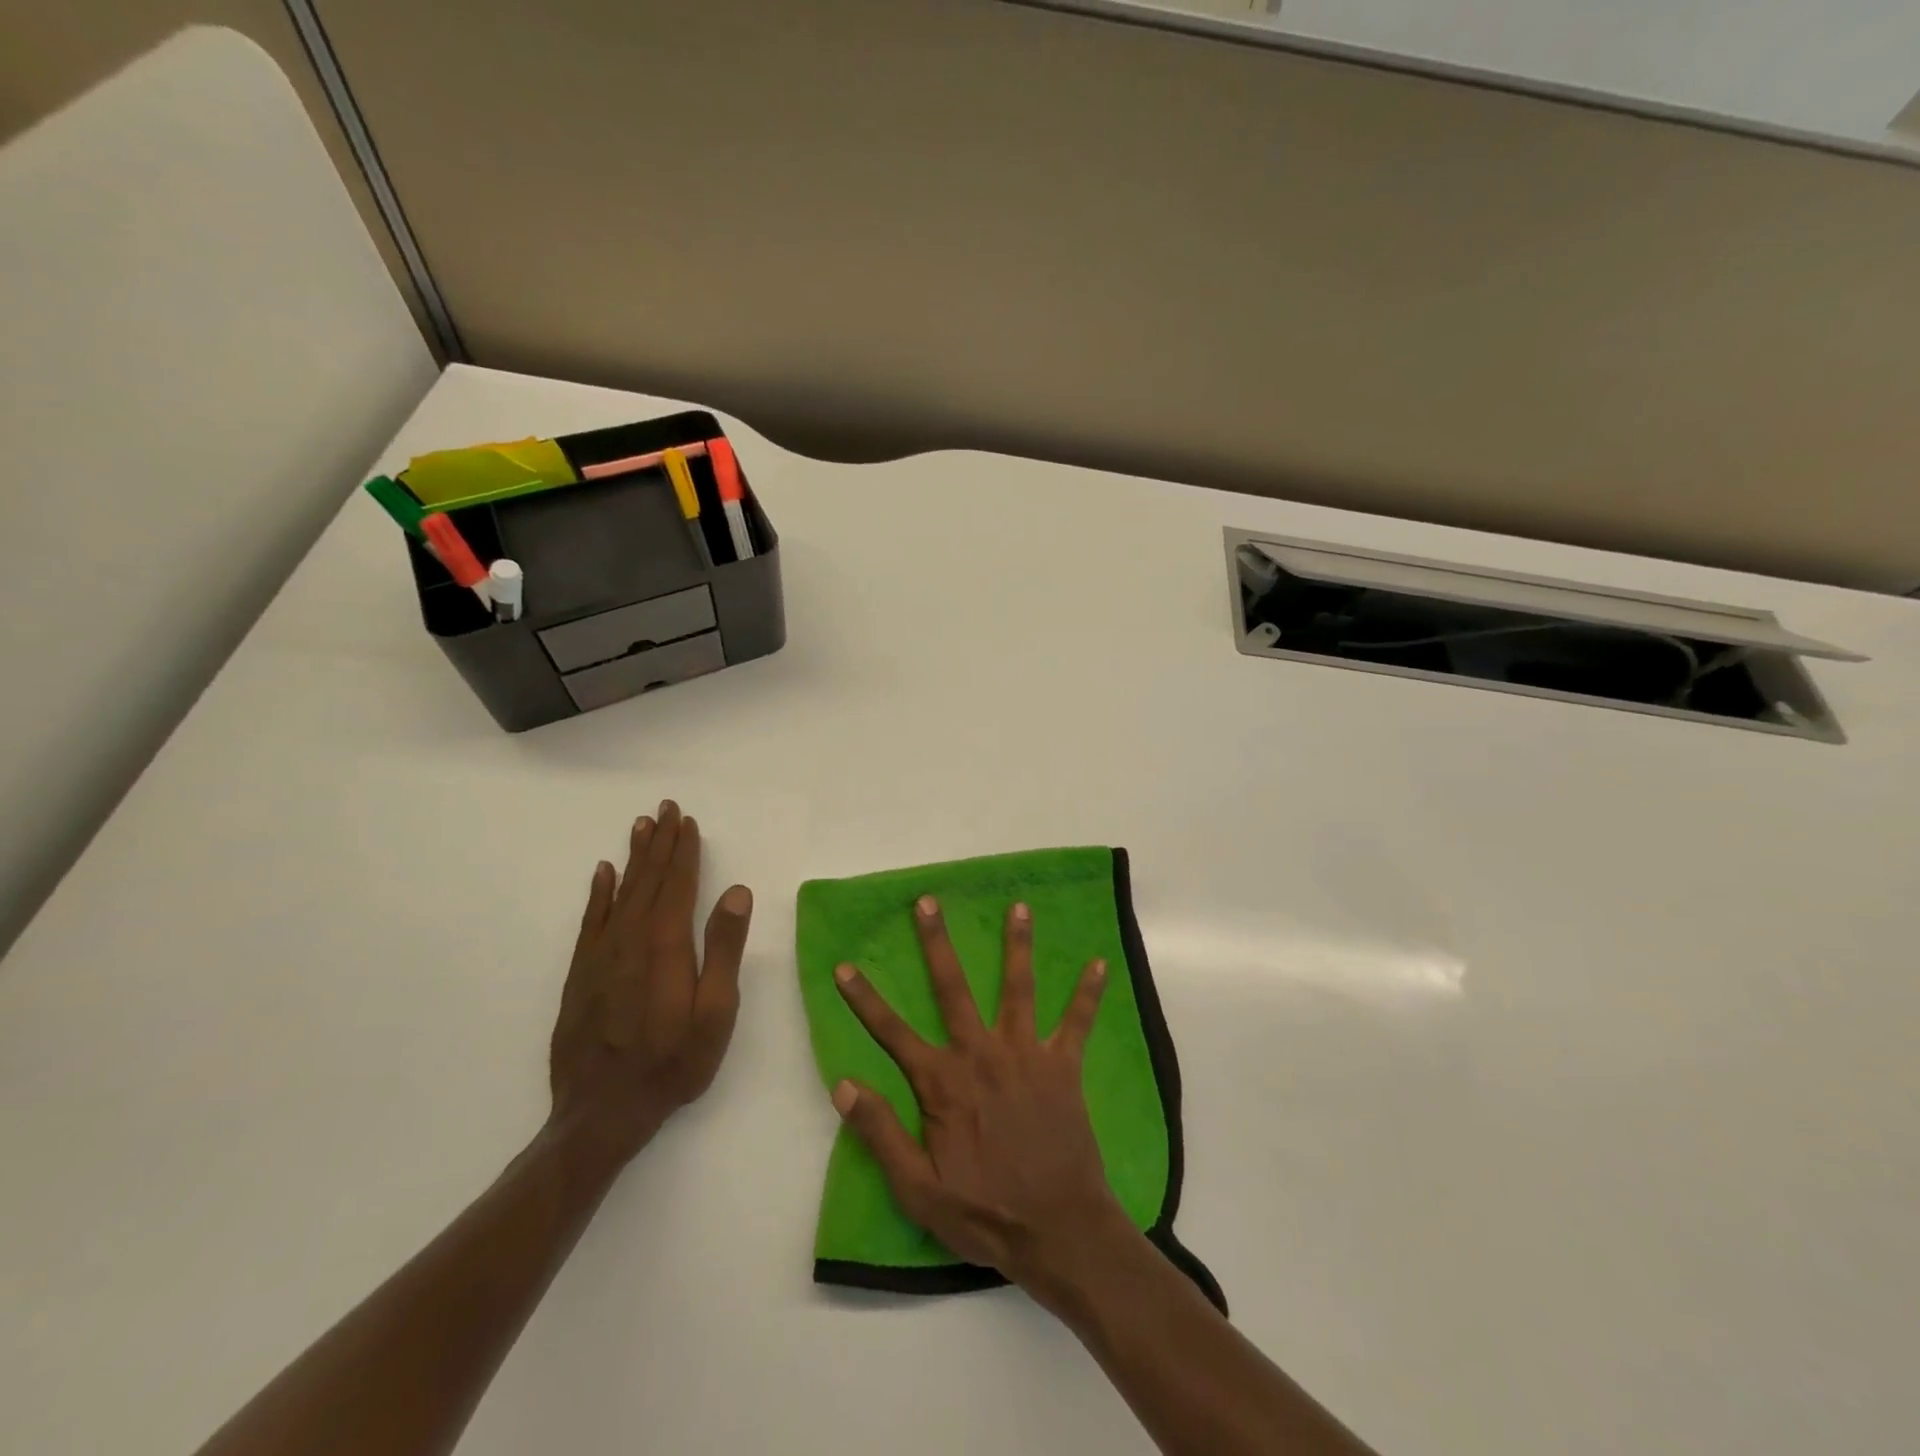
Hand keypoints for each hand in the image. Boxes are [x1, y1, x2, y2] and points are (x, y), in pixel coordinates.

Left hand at [548, 801, 752, 1167]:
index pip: (677, 885)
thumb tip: (736, 891)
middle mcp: (630, 939)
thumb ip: (724, 950)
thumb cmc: (672, 1064)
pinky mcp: (581, 974)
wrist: (601, 1113)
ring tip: (641, 826)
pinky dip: (598, 893)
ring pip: (620, 892)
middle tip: (666, 808)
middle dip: (660, 842)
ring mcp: (601, 956)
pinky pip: (591, 920)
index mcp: (666, 945)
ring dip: (633, 858)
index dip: (684, 851)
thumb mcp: (715, 1013)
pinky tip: (603, 873)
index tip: (688, 822)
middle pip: (648, 880)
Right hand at [830, 895, 1129, 1301]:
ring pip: (1018, 987)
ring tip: (1020, 907)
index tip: (844, 966)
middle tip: (928, 901)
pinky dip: (1088, 993)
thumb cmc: (985, 1213)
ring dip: (1018, 945)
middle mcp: (981, 1054)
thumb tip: (842, 1084)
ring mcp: (1025, 1054)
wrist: (1059, 1230)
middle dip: (937, 942)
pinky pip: (1078, 1022)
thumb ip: (880, 1133)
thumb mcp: (917, 1189)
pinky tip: (1099, 962)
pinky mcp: (1063, 1065)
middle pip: (952, 987)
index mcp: (943, 1082)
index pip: (891, 1032)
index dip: (864, 999)